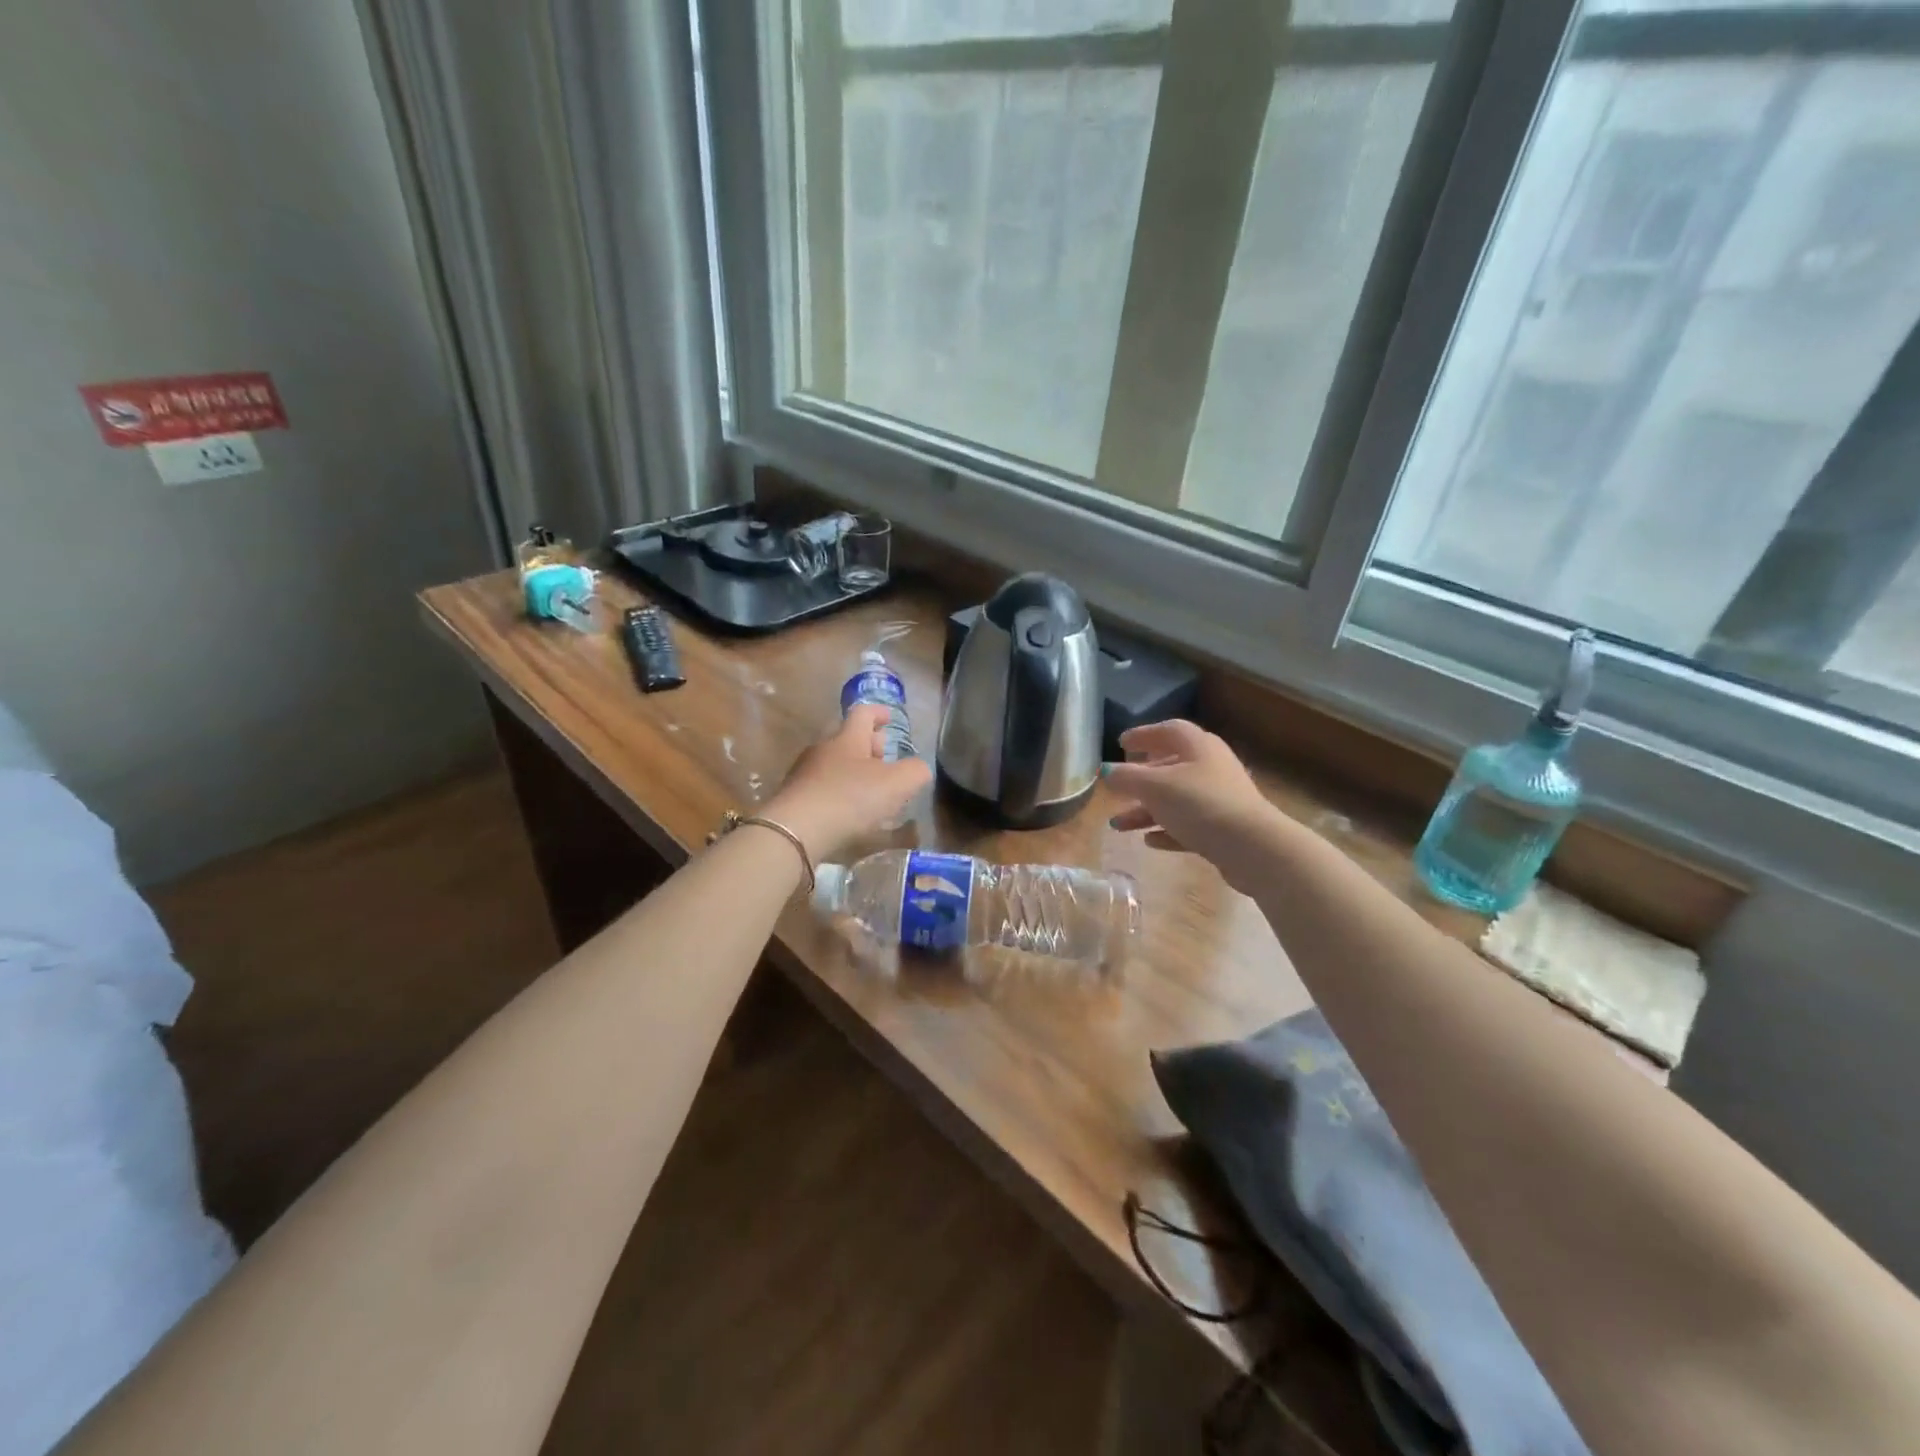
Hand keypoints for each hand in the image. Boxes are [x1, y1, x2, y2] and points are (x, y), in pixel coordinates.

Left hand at [763, 704, 930, 863]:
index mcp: (848, 739)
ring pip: (834, 766)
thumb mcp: (897, 784)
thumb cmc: (850, 799)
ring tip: (871, 792)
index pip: (863, 714)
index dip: (879, 713)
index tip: (889, 718)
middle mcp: (823, 750)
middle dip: (868, 746)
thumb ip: (915, 772)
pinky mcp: (794, 800)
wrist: (795, 832)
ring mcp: (804, 775)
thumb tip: (918, 769)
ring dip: (853, 773)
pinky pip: (822, 789)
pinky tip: (848, 814)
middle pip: (847, 740)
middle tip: (885, 758)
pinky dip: (839, 795)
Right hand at [1103, 720, 1283, 890]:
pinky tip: (1149, 841)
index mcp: (1198, 746)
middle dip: (1140, 779)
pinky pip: (1188, 825)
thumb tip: (1105, 771)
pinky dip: (1167, 829)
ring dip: (1146, 810)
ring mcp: (1219, 798)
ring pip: (1175, 799)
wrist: (1251, 847)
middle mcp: (1210, 767)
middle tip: (1118, 786)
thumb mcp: (1154, 787)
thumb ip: (1126, 777)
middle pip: (1170, 766)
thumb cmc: (1199, 804)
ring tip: (1118, 825)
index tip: (1121, 743)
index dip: (1143, 734)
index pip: (1168, 730)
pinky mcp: (1223, 828)